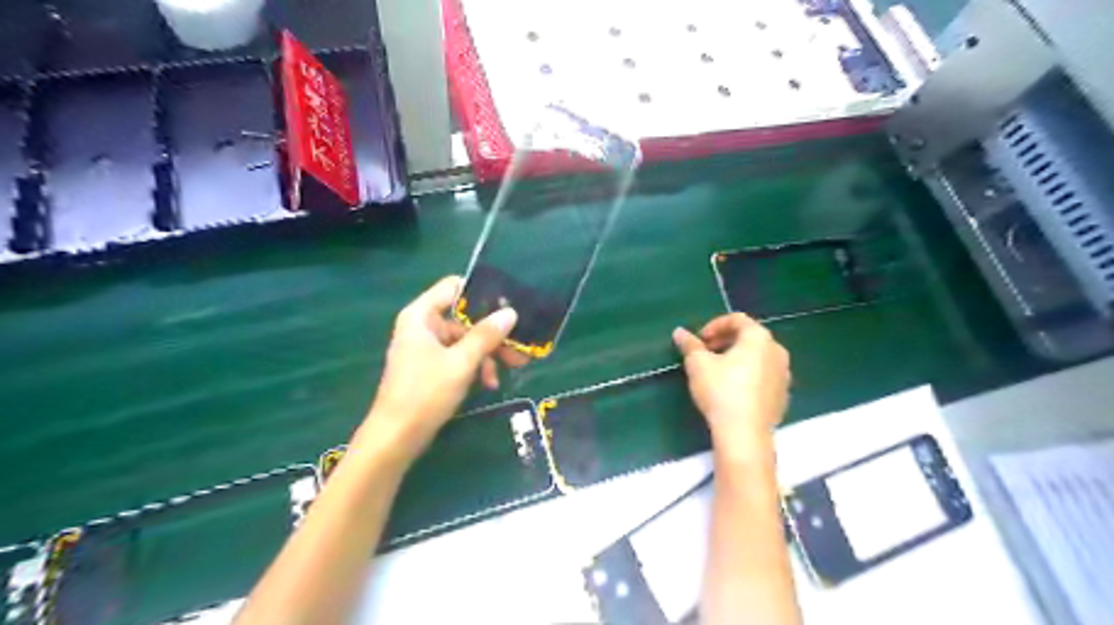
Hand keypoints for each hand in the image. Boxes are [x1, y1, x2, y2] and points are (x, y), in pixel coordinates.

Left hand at [362, 275, 518, 460]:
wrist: (396, 438)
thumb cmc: (425, 394)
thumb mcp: (461, 362)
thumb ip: (486, 335)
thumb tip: (510, 312)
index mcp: (421, 316)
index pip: (453, 286)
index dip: (481, 293)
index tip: (508, 305)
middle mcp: (422, 326)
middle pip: (464, 317)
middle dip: (492, 333)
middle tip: (520, 344)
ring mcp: (426, 348)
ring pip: (465, 339)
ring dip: (488, 353)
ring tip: (512, 368)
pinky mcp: (431, 367)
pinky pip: (458, 357)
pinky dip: (475, 366)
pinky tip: (489, 383)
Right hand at [669, 314, 791, 462]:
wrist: (744, 433)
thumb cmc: (721, 391)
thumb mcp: (698, 364)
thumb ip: (690, 345)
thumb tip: (680, 332)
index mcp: (759, 337)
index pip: (737, 319)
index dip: (714, 325)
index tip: (699, 340)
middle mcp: (777, 351)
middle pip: (749, 337)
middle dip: (725, 341)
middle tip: (705, 353)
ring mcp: (784, 374)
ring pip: (758, 357)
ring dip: (737, 358)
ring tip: (717, 371)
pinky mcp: (783, 395)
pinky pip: (763, 376)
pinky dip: (748, 374)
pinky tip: (732, 390)